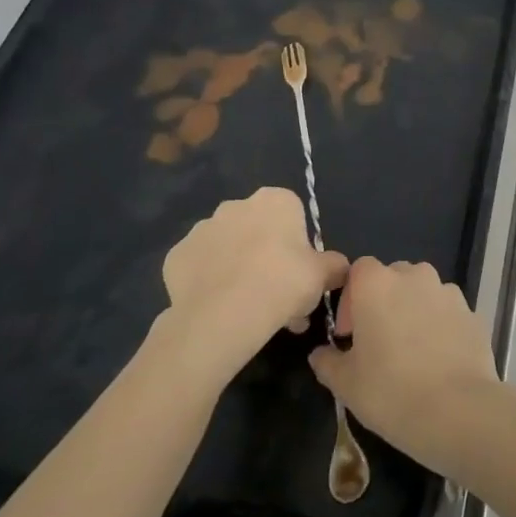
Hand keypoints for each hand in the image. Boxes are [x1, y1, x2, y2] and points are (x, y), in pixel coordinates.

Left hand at [161, 187, 347, 366]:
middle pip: (258, 229)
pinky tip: (220, 307)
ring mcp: (202, 229)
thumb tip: (339, 267)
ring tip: (248, 308)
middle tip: (277, 295)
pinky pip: (199, 267)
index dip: (298, 245)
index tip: (300, 272)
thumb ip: (335, 266)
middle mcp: (237, 205)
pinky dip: (209, 282)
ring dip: (238, 268)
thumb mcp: (323, 276)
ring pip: (228, 248)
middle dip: (267, 256)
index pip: (292, 215)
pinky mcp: (176, 255)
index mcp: (275, 201)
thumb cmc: (283, 283)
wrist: (223, 315)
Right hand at [308, 257, 503, 475]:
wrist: (457, 409)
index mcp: (377, 284)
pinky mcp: (471, 312)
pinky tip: (437, 359)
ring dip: (413, 310)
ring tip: (410, 351)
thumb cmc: (390, 391)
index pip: (359, 270)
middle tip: (377, 341)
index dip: (351, 298)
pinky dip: (439, 325)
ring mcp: (447, 292)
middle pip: (393, 276)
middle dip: (383, 301)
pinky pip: (447, 311)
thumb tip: (320, 354)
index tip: (350, 334)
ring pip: (423, 291)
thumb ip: (328, 362)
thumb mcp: (346, 384)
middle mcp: (415, 277)